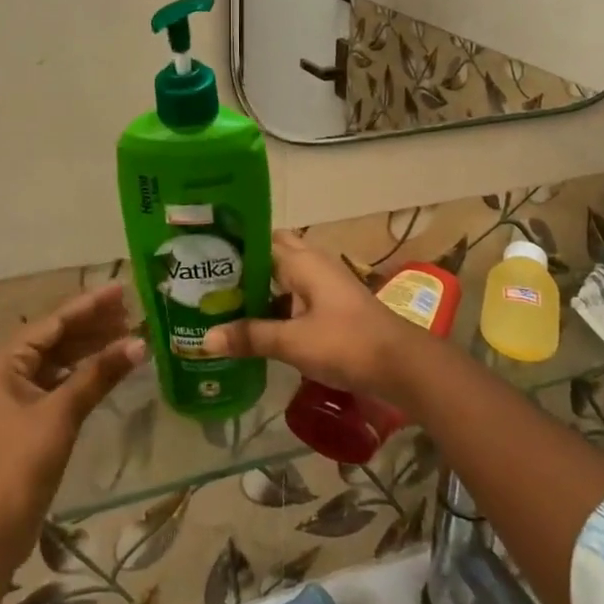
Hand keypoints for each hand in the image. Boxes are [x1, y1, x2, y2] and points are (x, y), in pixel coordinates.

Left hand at [0, 283, 145, 570]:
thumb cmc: (20, 463)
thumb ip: (100, 373)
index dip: (90, 305)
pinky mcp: (29, 417)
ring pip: (60, 359)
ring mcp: (17, 395)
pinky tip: (109, 367)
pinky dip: (85, 372)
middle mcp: (7, 371)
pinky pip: (61, 381)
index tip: (121, 289)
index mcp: (5, 361)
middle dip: (93, 325)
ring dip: (92, 348)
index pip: (54, 322)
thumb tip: (141, 342)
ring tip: (128, 334)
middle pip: (57, 337)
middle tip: (132, 311)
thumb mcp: (62, 413)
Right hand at [201, 230, 428, 403]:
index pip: (260, 239)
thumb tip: (204, 340)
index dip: (233, 244)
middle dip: (245, 264)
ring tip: (224, 301)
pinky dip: (277, 303)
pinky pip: (296, 294)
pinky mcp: (333, 304)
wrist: (401, 364)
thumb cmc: (346, 343)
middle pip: (273, 253)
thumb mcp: (293, 342)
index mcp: (302, 260)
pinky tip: (258, 324)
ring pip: (285, 274)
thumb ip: (250, 337)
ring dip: (260, 285)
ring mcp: (326, 283)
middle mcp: (313, 263)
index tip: (202, 254)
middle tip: (210, 281)